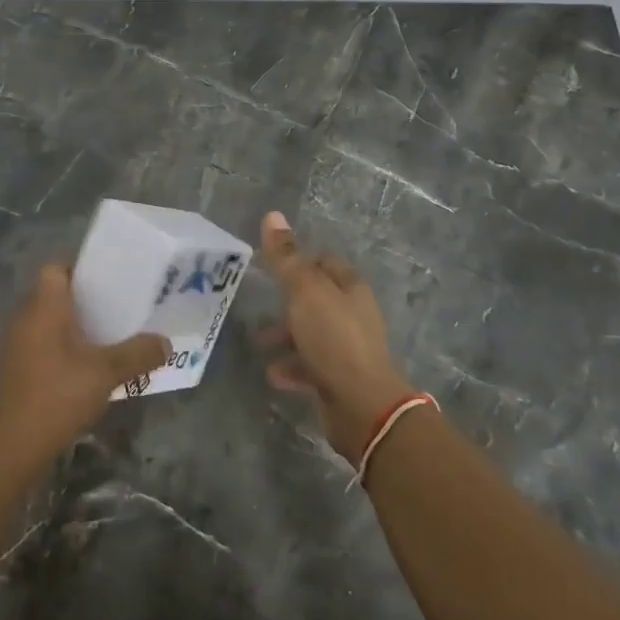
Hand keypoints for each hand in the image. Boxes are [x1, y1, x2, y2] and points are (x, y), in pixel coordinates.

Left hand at [0, 264, 168, 469]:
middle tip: (115, 308)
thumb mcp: (106, 373)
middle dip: (82, 299)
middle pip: (52, 293)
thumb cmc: (59, 396)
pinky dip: (59, 346)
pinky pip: (39, 343)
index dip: (80, 269)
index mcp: (42, 307)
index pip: (55, 268)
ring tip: (104, 336)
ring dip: (71, 325)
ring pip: (45, 320)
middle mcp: (23, 318)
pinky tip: (83, 365)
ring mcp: (14, 345)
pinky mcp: (13, 368)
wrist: (14, 446)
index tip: (107, 281)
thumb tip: (166, 343)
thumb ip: (138, 354)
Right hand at [258, 211, 415, 463]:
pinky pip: (311, 366)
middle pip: (317, 299)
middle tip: (260, 305)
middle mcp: (353, 314)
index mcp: (350, 287)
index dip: (300, 261)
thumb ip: (287, 258)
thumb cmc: (333, 338)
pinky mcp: (341, 378)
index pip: (325, 262)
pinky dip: (292, 367)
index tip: (272, 267)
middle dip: (287, 302)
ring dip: (285, 337)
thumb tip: (272, 215)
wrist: (361, 404)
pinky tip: (274, 374)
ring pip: (311, 334)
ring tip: (258, 342)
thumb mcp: (305, 291)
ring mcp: (349, 348)